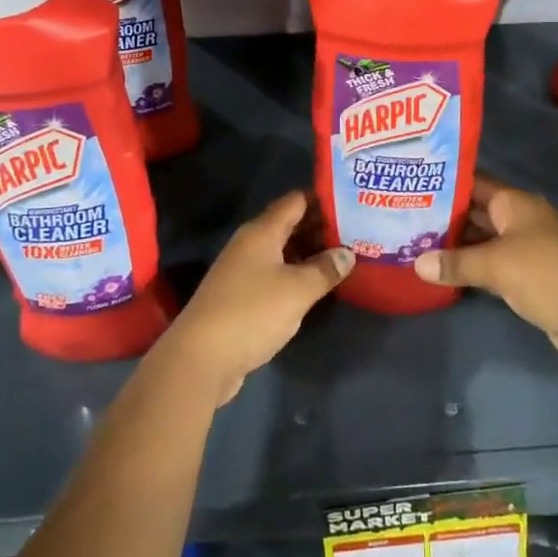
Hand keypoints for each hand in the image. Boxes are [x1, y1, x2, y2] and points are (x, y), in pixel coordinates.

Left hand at [163, 191, 352, 405]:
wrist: (201, 358)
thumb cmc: (252, 312)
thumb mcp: (297, 290)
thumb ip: (325, 269)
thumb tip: (347, 253)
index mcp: (262, 232)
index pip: (296, 201)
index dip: (322, 199)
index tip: (351, 204)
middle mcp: (250, 244)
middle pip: (289, 224)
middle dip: (320, 227)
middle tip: (356, 233)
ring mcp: (243, 270)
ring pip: (282, 251)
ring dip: (310, 253)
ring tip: (344, 258)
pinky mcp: (241, 295)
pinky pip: (275, 273)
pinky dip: (296, 274)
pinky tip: (317, 286)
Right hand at [414, 177, 557, 372]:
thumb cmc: (547, 276)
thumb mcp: (496, 265)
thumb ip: (455, 262)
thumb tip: (416, 263)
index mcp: (516, 203)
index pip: (474, 183)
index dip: (446, 183)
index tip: (412, 185)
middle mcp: (519, 220)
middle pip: (476, 212)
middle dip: (444, 215)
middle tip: (403, 216)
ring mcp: (524, 249)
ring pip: (481, 240)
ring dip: (454, 244)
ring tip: (413, 243)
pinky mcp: (526, 277)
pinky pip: (490, 264)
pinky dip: (469, 267)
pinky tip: (441, 271)